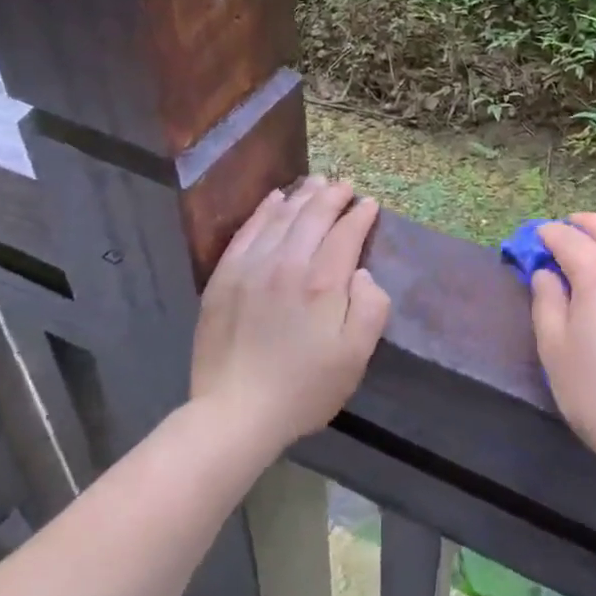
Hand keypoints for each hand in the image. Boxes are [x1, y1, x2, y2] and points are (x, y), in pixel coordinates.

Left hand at [191, 177, 390, 452]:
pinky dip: (265, 210)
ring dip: (302, 196)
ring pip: (281, 217)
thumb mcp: (355, 357)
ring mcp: (252, 266)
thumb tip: (361, 273)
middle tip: (345, 185)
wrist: (236, 412)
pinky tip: (275, 199)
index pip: (345, 233)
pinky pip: (248, 230)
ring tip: (317, 182)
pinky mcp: (225, 276)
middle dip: (333, 196)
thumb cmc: (304, 388)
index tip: (370, 204)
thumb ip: (370, 308)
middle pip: (313, 216)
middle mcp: (287, 263)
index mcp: (323, 282)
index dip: (360, 215)